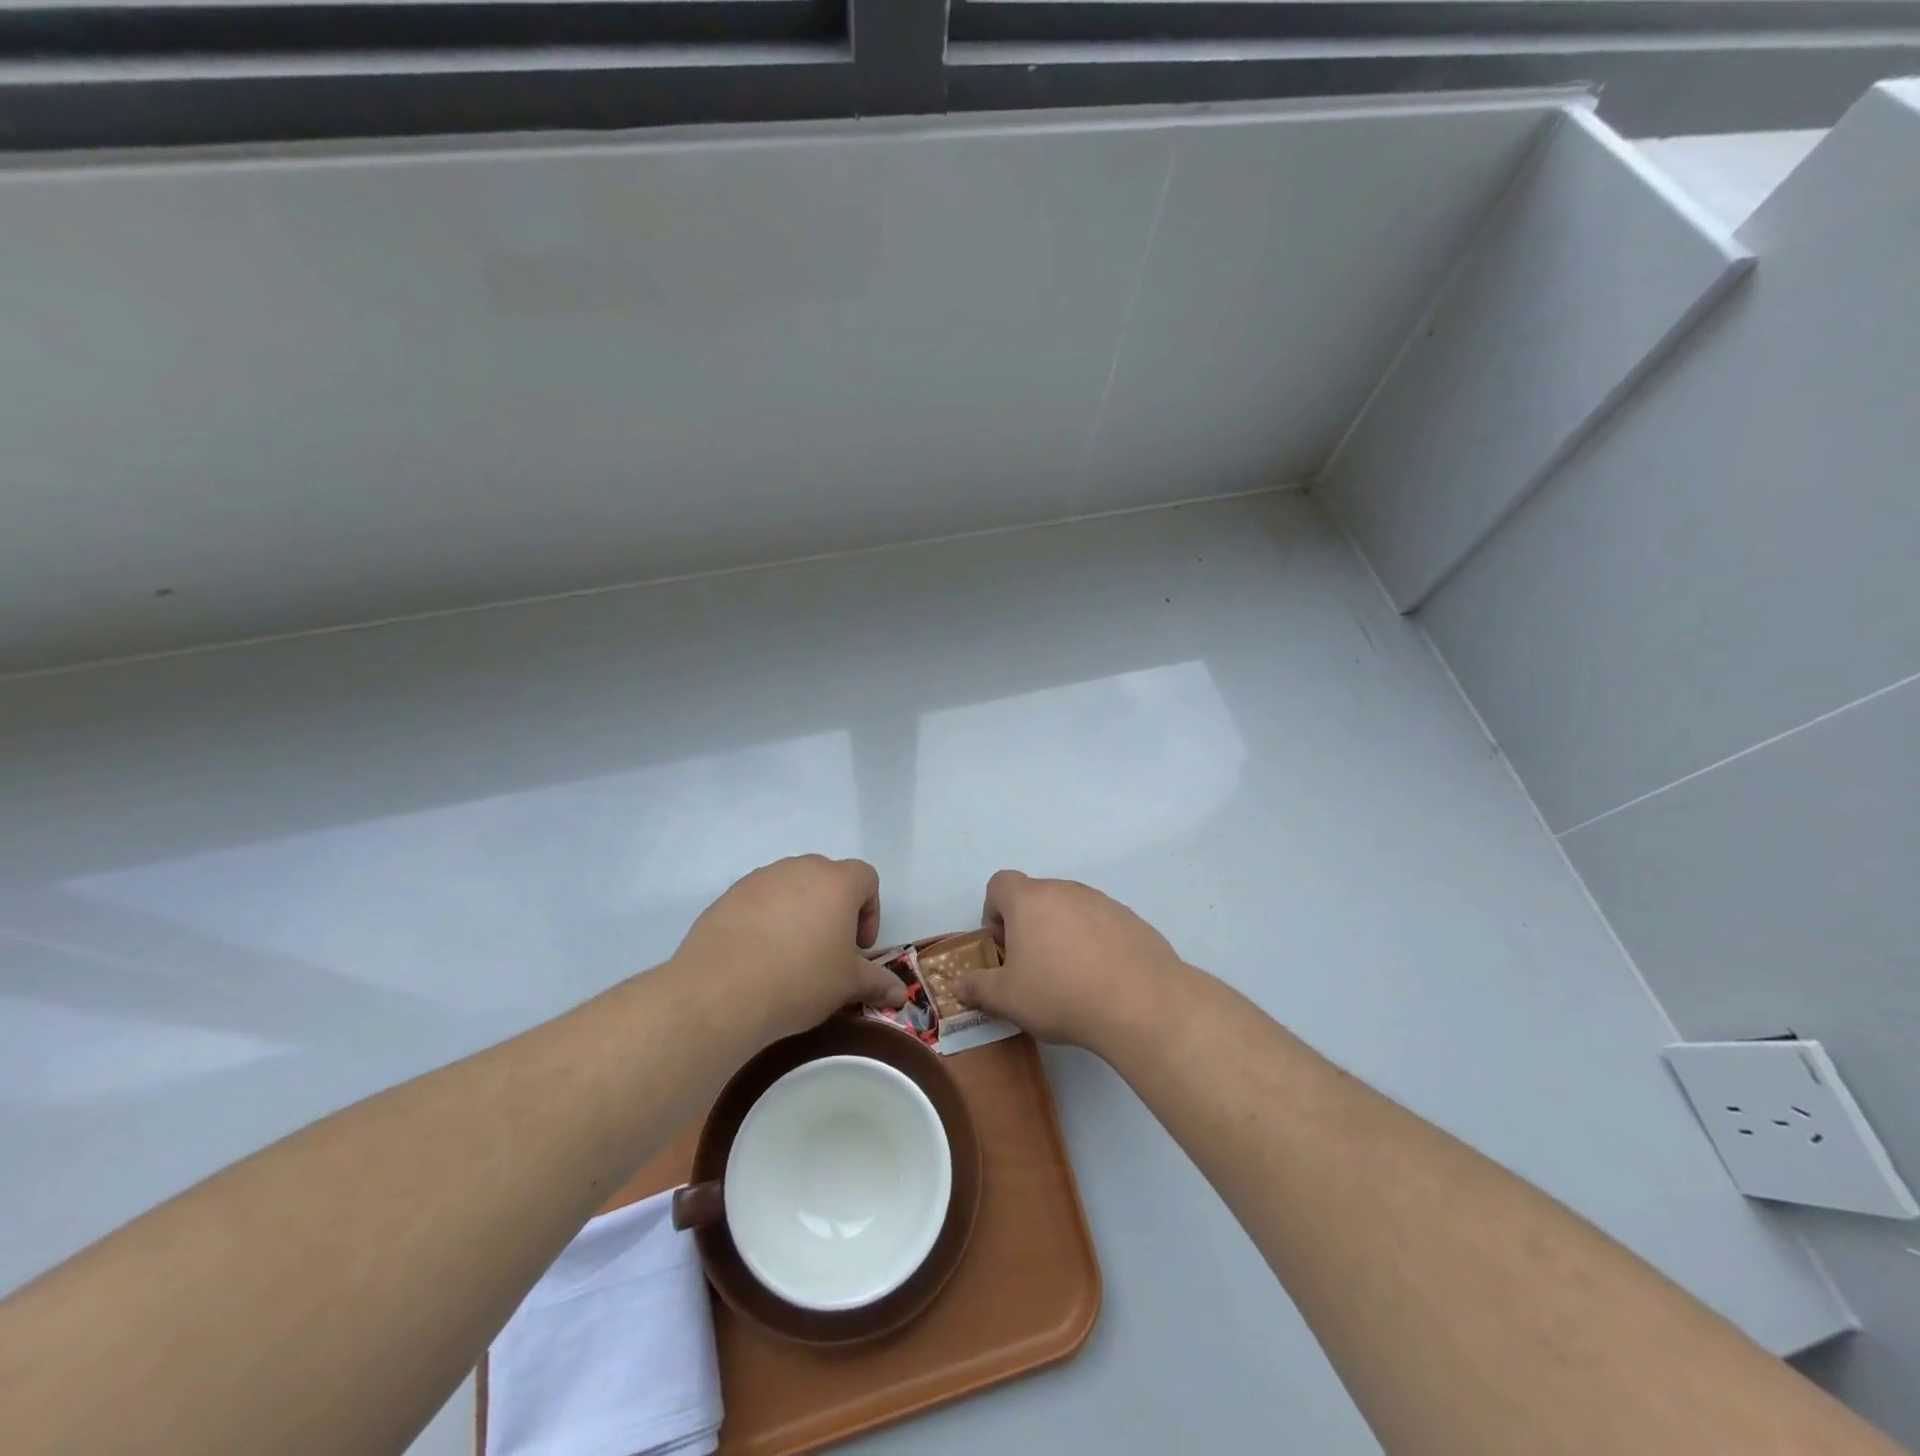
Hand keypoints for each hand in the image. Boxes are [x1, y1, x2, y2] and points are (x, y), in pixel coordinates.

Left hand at [671, 856, 906, 1044]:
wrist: (721, 991)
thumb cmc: (800, 980)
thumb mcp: (846, 985)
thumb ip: (877, 982)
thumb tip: (900, 993)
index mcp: (837, 882)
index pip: (866, 878)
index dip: (869, 911)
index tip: (858, 947)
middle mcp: (800, 869)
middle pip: (828, 878)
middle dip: (834, 909)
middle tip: (828, 949)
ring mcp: (761, 879)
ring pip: (791, 887)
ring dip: (799, 911)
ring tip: (790, 954)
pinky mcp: (729, 895)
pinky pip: (759, 900)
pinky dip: (766, 919)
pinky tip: (758, 956)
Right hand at [958, 870, 1185, 1048]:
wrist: (1140, 1002)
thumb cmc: (1060, 993)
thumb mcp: (1007, 999)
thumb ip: (977, 988)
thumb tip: (959, 985)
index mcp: (1029, 900)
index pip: (999, 883)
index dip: (993, 911)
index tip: (1001, 946)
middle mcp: (1065, 890)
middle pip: (1035, 896)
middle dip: (1027, 926)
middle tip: (1032, 968)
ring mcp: (1102, 901)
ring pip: (1070, 909)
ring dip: (1061, 933)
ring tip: (1069, 977)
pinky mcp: (1131, 919)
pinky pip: (1101, 924)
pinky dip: (1094, 943)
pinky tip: (1101, 979)